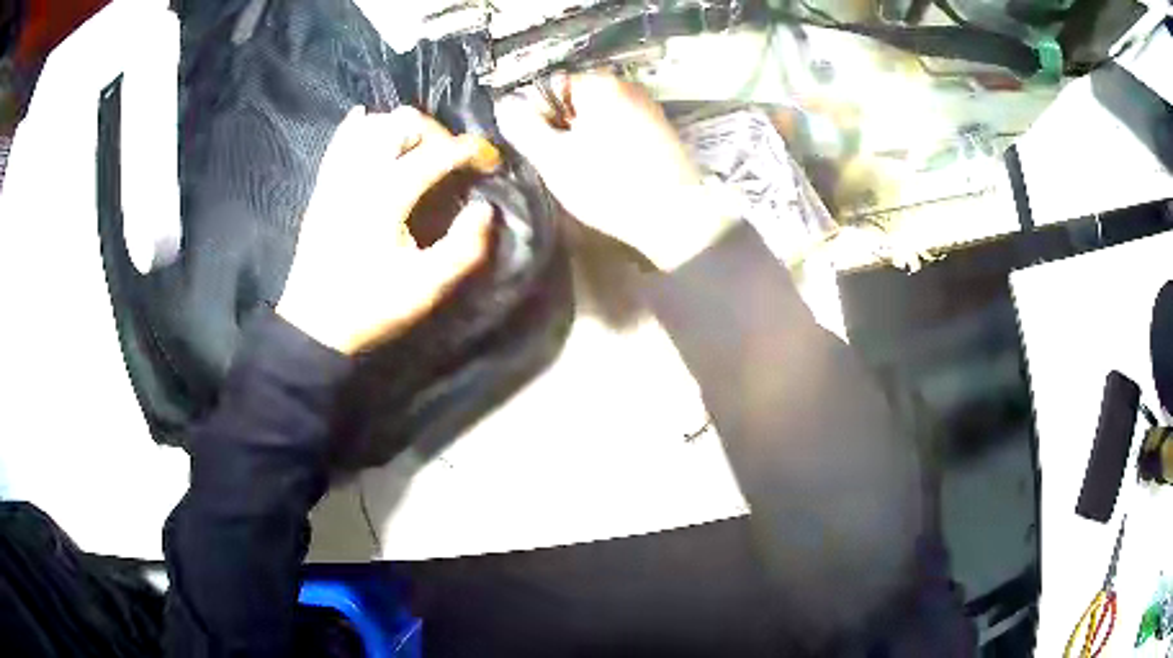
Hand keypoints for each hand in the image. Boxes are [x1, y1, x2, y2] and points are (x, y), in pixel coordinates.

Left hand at [277, 106, 494, 354]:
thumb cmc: (370, 306)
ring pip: (373, 123)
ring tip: (419, 149)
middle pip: (405, 123)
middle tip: (453, 158)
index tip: (491, 163)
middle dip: (439, 132)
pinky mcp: (323, 185)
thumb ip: (464, 248)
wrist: (314, 323)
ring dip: (403, 128)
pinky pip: (341, 139)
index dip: (473, 150)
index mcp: (388, 196)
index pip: (439, 152)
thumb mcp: (426, 288)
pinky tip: (370, 123)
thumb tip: (484, 208)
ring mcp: (338, 176)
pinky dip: (359, 126)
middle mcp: (361, 174)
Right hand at [494, 72, 737, 270]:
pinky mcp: (661, 131)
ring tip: (584, 171)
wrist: (675, 217)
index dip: (535, 116)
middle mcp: (626, 86)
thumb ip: (523, 127)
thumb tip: (505, 105)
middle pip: (575, 101)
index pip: (549, 87)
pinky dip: (608, 145)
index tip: (537, 147)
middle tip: (559, 163)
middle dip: (560, 127)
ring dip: (583, 138)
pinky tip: (609, 171)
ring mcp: (647, 107)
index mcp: (599, 84)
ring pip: (598, 117)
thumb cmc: (609, 185)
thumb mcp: (553, 159)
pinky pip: (620, 129)